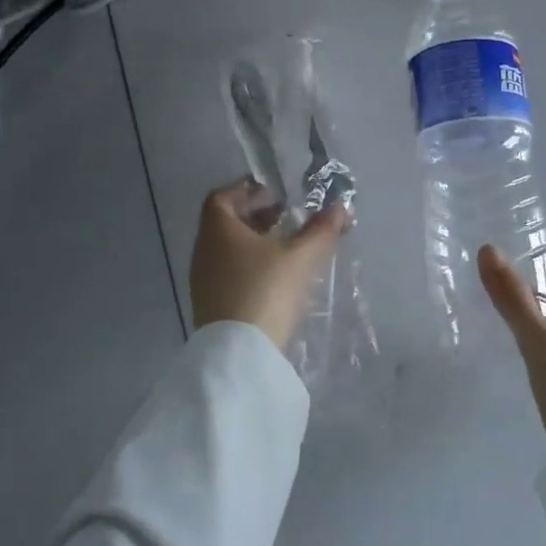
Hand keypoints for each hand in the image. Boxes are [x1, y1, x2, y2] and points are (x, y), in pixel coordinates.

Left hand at [190, 180, 347, 350]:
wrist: (240, 354)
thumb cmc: (266, 290)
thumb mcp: (301, 256)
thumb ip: (322, 229)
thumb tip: (341, 206)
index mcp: (218, 230)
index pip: (222, 197)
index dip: (247, 190)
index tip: (274, 195)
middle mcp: (204, 251)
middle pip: (225, 223)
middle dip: (255, 216)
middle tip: (284, 217)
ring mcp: (204, 281)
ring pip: (227, 250)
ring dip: (253, 243)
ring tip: (285, 248)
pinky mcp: (210, 305)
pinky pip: (228, 273)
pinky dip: (249, 266)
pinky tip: (274, 278)